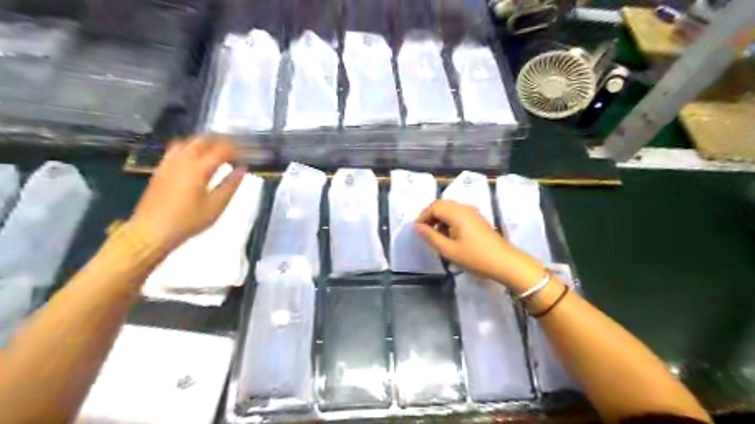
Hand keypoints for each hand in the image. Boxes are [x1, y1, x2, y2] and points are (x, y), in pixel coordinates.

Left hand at [129, 136, 244, 249]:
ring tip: (217, 151)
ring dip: (205, 142)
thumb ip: (230, 185)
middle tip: (234, 150)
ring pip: (188, 142)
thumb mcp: (216, 206)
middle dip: (221, 141)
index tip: (246, 154)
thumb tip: (242, 169)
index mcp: (198, 168)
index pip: (221, 150)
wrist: (151, 231)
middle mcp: (182, 160)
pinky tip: (196, 157)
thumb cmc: (188, 221)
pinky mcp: (160, 169)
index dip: (236, 149)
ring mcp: (169, 163)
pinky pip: (176, 149)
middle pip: (203, 140)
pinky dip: (190, 147)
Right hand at [420, 200, 519, 282]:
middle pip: (442, 205)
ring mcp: (473, 213)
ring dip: (440, 219)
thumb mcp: (449, 250)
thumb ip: (431, 237)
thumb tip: (417, 227)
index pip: (434, 206)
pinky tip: (451, 236)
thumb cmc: (475, 257)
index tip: (417, 230)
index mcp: (457, 213)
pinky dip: (450, 221)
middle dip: (431, 216)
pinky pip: (459, 214)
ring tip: (437, 236)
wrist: (506, 263)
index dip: (423, 216)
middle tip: (425, 232)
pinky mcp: (478, 219)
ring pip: (451, 209)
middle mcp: (465, 208)